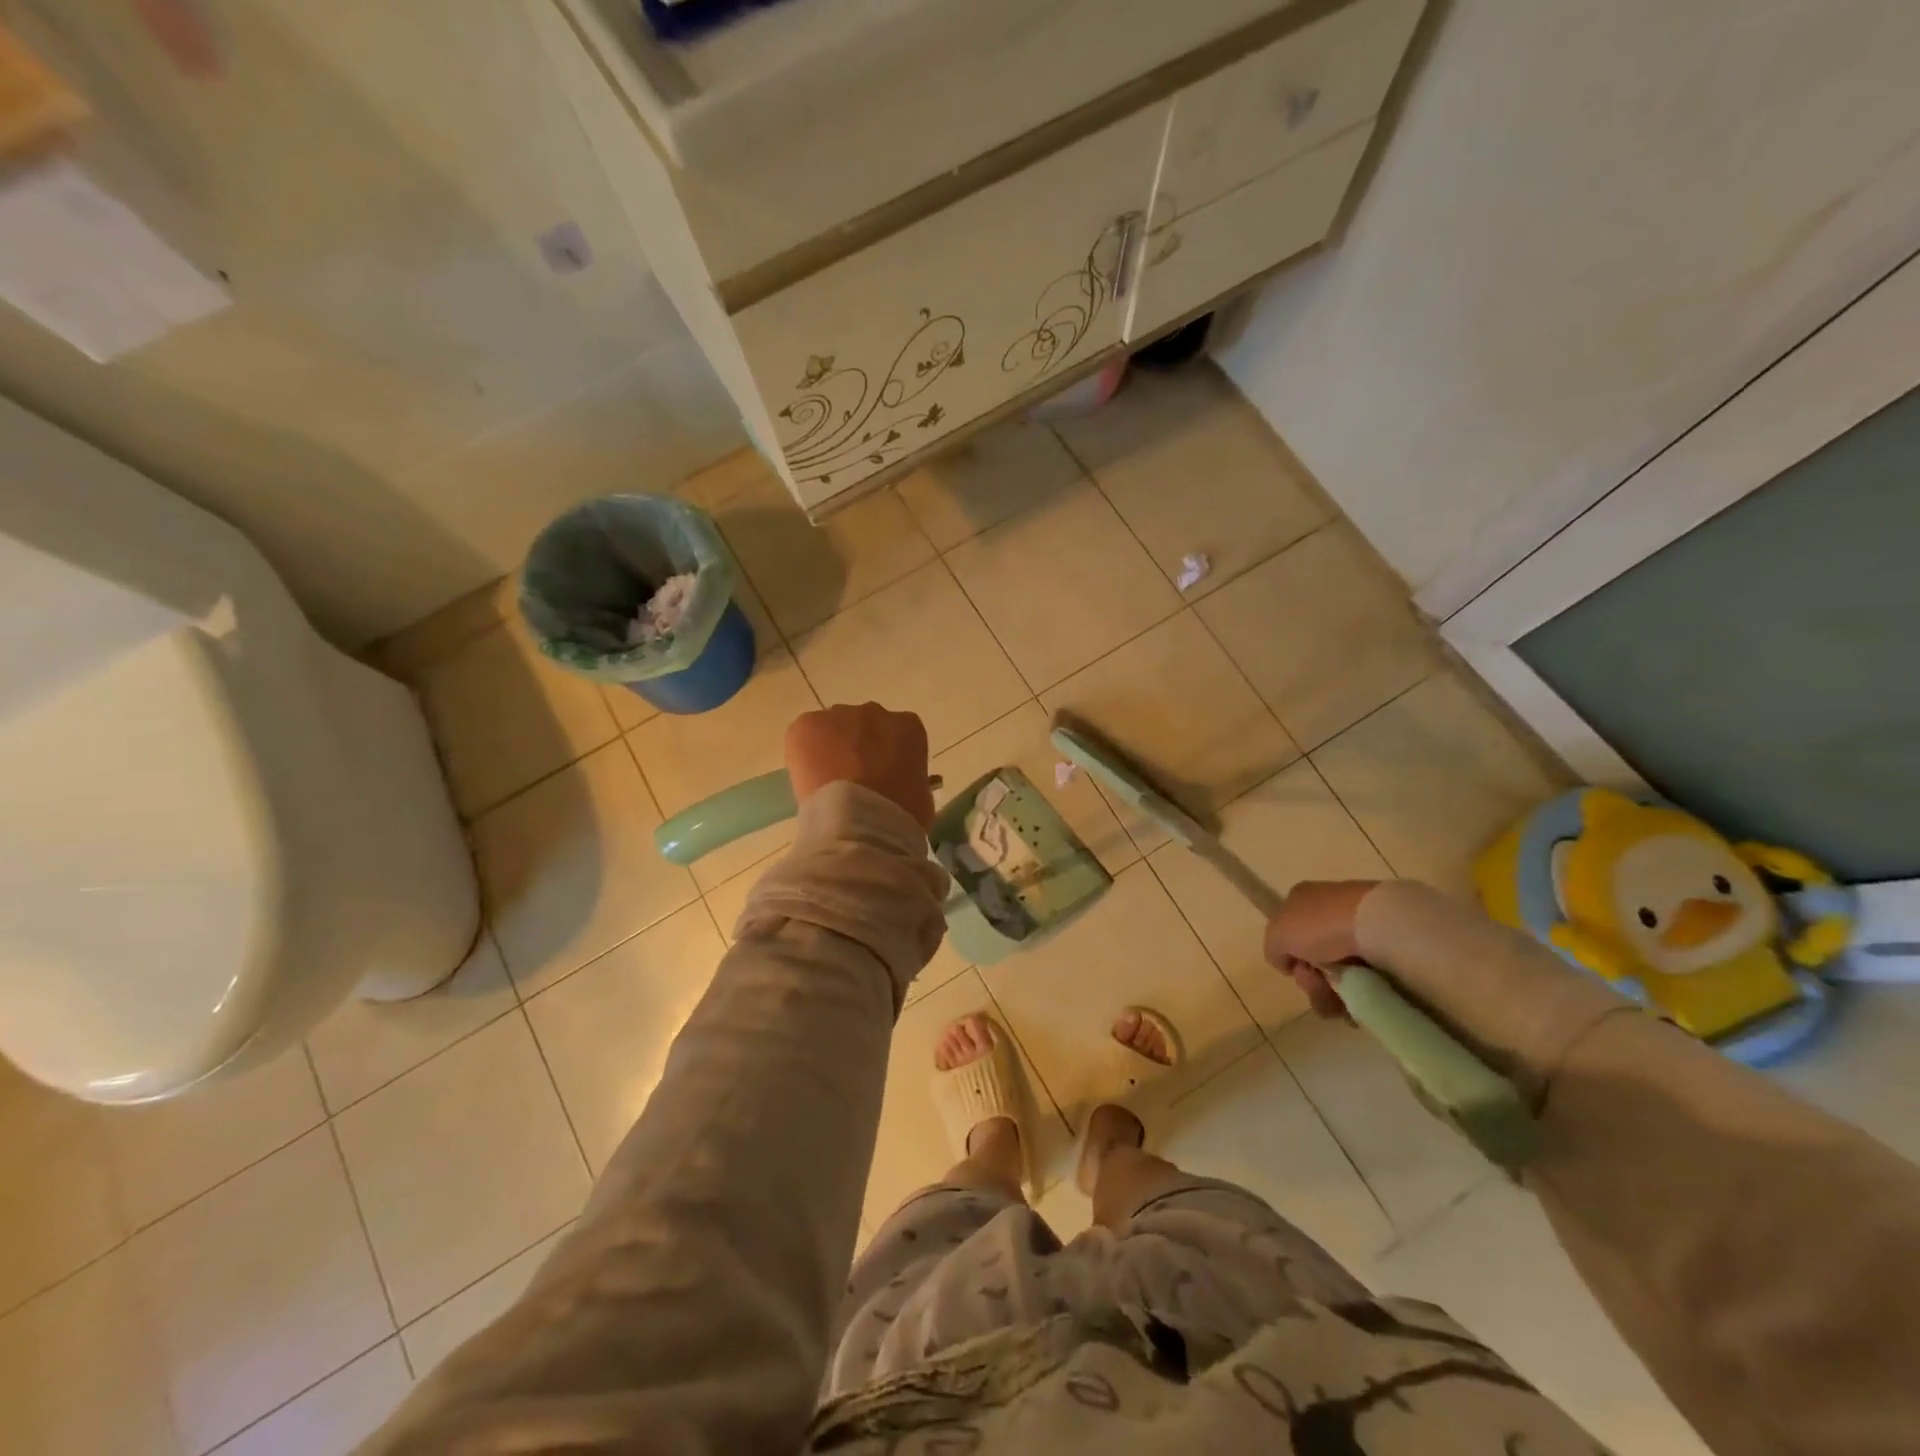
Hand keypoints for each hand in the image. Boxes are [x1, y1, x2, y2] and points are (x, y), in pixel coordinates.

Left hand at [786, 704, 934, 829]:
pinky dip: (802, 756)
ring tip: (827, 785)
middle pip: (862, 726)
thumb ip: (909, 777)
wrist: (861, 823)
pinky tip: (809, 782)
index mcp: (908, 727)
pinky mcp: (806, 725)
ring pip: (831, 728)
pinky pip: (802, 736)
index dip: (886, 756)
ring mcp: (838, 715)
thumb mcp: (920, 796)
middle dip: (857, 748)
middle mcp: (874, 712)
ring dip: (829, 749)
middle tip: (852, 780)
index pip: (897, 734)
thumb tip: (897, 783)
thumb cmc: (899, 816)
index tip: (881, 777)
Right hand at [1263, 880, 1380, 1019]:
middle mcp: (1328, 909)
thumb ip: (1273, 949)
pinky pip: (1364, 974)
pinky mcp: (1384, 943)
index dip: (1290, 957)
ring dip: (1334, 993)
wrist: (1378, 924)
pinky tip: (1361, 998)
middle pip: (1313, 956)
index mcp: (1301, 899)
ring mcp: (1358, 926)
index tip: (1298, 970)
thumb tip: (1287, 963)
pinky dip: (1360, 990)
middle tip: (1320, 987)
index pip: (1288, 934)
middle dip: (1313, 980)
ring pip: (1338, 970)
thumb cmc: (1320, 925)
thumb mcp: (1278, 935)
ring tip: (1342, 1005)